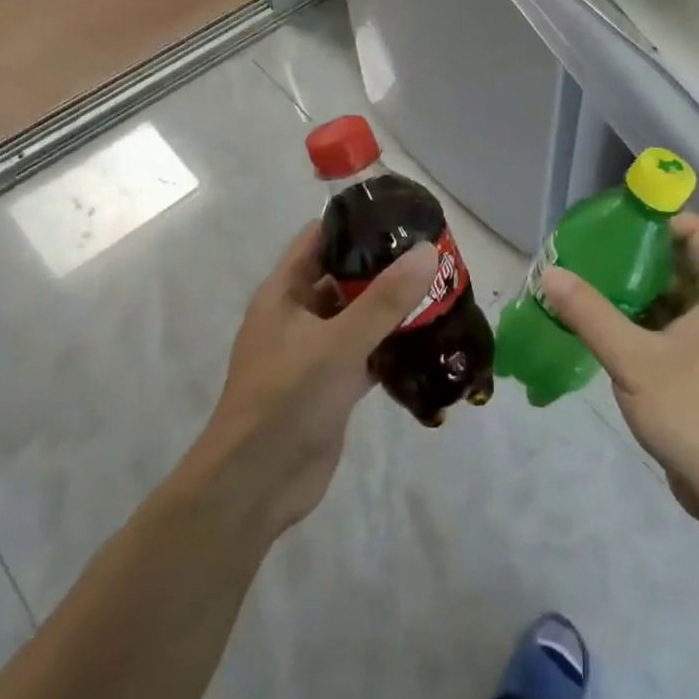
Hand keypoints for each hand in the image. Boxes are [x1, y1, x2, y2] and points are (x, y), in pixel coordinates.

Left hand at [191, 223, 435, 534]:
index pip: (319, 240)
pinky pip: (368, 353)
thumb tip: (427, 251)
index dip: (355, 223)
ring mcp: (315, 353)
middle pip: (344, 278)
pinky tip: (431, 340)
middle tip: (435, 254)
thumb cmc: (286, 399)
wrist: (257, 483)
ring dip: (394, 308)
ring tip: (442, 290)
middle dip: (385, 267)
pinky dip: (394, 346)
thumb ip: (384, 299)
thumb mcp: (337, 343)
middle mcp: (298, 317)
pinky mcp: (333, 385)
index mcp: (284, 294)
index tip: (401, 214)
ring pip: (359, 317)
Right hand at [540, 214, 698, 520]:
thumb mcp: (634, 360)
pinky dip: (637, 318)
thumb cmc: (691, 412)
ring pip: (669, 297)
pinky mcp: (698, 364)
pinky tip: (600, 319)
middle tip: (591, 249)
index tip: (620, 219)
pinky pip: (665, 325)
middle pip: (680, 263)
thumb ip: (591, 314)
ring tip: (587, 278)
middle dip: (637, 254)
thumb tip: (550, 273)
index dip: (664, 219)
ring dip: (633, 289)